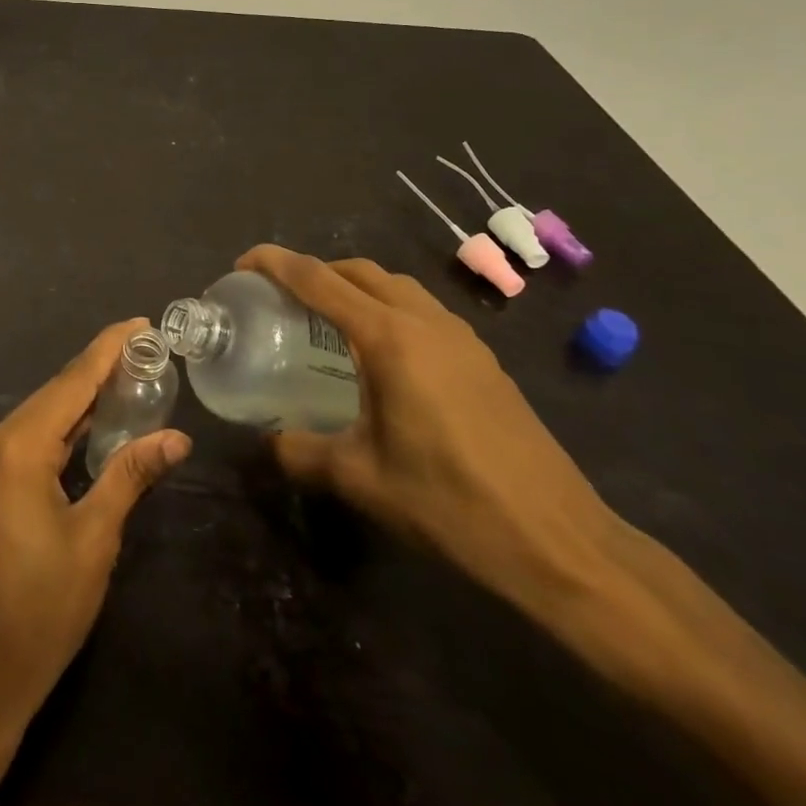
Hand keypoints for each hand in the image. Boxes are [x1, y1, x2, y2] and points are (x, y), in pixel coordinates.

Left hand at [0, 319, 190, 805]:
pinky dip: (64, 426)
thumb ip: (130, 475)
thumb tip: (177, 436)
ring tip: (131, 375)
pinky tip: (94, 420)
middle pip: (56, 393)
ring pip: (42, 414)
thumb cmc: (40, 610)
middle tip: (148, 350)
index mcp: (18, 447)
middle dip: (100, 369)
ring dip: (83, 397)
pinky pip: (31, 438)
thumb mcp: (95, 539)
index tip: (141, 323)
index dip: (108, 349)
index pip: (72, 382)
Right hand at [238, 245, 620, 614]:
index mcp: (389, 338)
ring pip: (396, 286)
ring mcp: (461, 338)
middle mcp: (425, 322)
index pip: (319, 280)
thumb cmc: (451, 504)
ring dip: (355, 286)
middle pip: (359, 271)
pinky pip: (421, 310)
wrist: (561, 543)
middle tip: (280, 296)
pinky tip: (380, 354)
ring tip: (325, 319)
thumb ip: (301, 453)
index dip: (276, 263)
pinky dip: (387, 308)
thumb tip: (267, 442)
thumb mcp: (360, 481)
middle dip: (315, 271)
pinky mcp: (483, 360)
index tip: (244, 262)